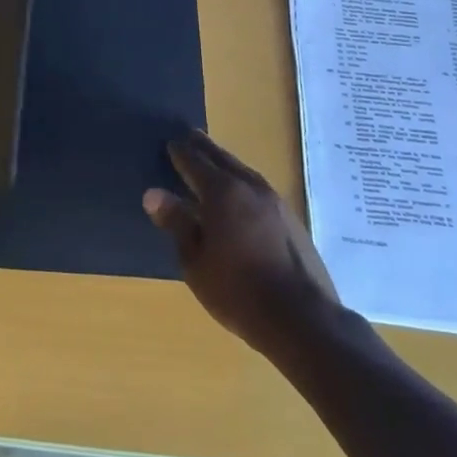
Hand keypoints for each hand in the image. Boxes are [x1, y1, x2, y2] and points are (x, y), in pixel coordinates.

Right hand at [144, 130, 340, 362]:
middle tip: (190, 136)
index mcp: (222, 192)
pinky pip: (258, 188)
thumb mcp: (195, 261)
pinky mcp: (291, 219)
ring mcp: (275, 201)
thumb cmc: (238, 291)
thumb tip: (153, 194)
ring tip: (213, 162)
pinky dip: (242, 183)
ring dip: (225, 163)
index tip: (169, 142)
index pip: (194, 161)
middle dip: (204, 147)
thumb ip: (176, 222)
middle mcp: (250, 186)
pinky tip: (239, 196)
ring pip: (243, 171)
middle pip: (222, 158)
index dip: (180, 152)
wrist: (303, 320)